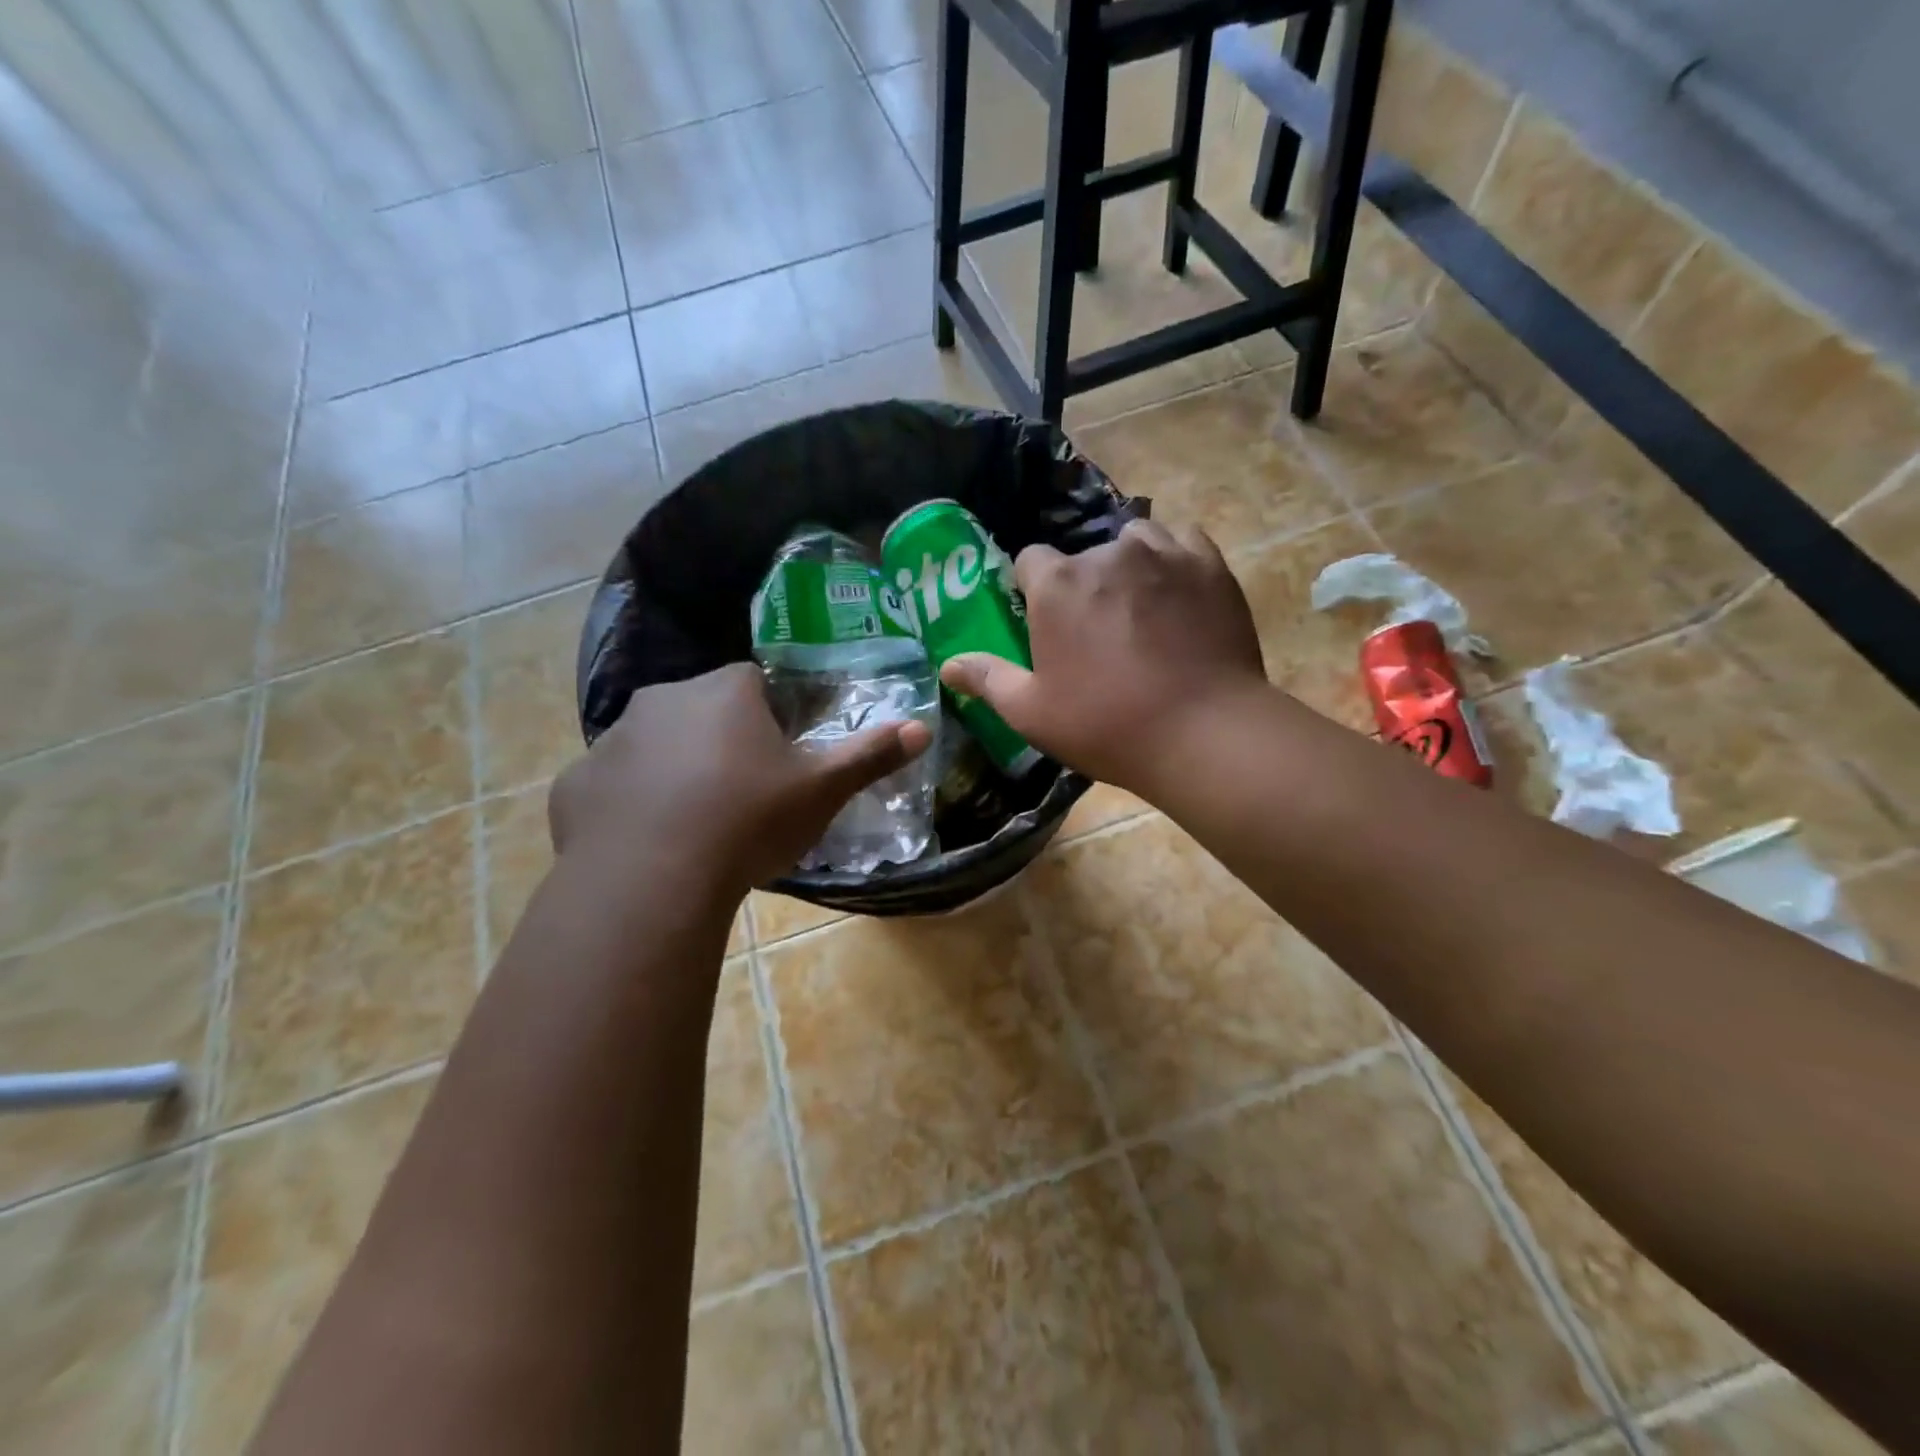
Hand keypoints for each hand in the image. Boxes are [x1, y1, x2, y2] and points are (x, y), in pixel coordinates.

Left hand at [550, 665, 931, 898]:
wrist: (653, 880)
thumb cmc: (749, 820)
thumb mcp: (821, 790)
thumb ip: (870, 755)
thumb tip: (923, 727)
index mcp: (724, 693)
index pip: (753, 683)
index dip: (771, 717)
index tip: (780, 758)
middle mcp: (662, 701)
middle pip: (701, 710)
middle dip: (721, 740)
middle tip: (743, 794)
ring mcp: (610, 742)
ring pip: (653, 746)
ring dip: (673, 770)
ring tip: (695, 823)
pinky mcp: (574, 785)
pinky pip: (611, 786)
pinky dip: (629, 806)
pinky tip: (648, 844)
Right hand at [940, 519, 1267, 793]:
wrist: (1203, 733)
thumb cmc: (1106, 725)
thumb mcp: (1031, 712)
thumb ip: (988, 679)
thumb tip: (947, 664)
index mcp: (1057, 585)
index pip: (1030, 561)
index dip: (1033, 590)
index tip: (1045, 623)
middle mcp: (1106, 554)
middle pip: (1083, 557)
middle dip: (1083, 587)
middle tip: (1098, 635)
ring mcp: (1163, 553)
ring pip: (1133, 542)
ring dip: (1128, 567)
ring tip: (1139, 609)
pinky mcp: (1208, 565)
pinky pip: (1182, 542)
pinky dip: (1173, 560)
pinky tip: (1177, 592)